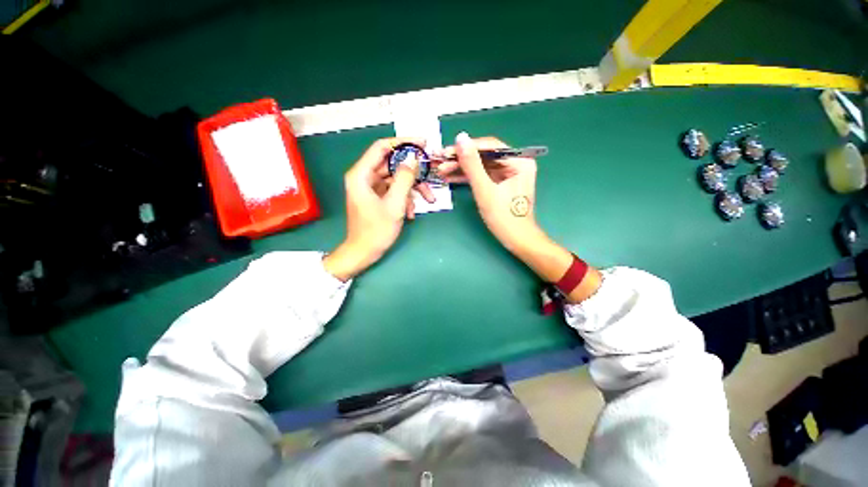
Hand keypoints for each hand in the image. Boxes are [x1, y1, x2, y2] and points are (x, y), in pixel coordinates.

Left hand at [323, 138, 435, 280]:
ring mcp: (370, 188)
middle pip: (392, 164)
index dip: (403, 142)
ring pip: (396, 179)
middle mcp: (364, 177)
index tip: (423, 144)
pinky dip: (404, 199)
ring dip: (412, 189)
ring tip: (428, 200)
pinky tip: (411, 214)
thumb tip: (413, 158)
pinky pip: (393, 191)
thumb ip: (404, 178)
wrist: (363, 253)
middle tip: (431, 172)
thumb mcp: (394, 204)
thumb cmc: (376, 230)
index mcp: (361, 174)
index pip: (382, 147)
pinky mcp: (376, 198)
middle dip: (413, 171)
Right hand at [439, 132, 602, 300]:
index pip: (489, 146)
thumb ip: (472, 165)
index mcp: (519, 161)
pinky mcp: (501, 183)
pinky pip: (482, 176)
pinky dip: (468, 177)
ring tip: (442, 171)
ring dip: (461, 168)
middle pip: (484, 156)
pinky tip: (451, 177)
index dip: (466, 147)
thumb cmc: (504, 217)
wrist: (516, 240)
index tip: (445, 151)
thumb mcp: (485, 190)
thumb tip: (460, 138)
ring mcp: (508, 174)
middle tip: (440, 162)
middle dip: (461, 159)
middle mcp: (516, 163)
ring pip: (481, 166)